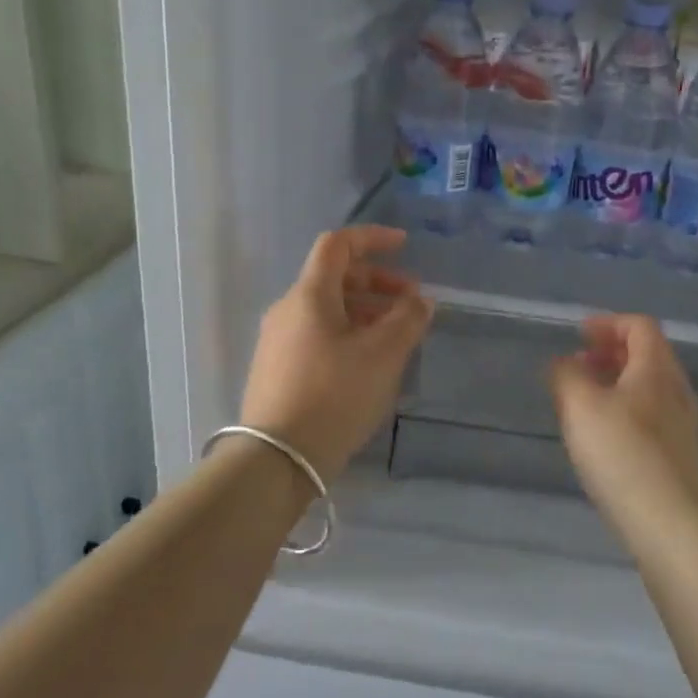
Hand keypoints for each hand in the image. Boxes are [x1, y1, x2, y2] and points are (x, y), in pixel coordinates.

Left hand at [240, 226, 433, 480]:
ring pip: (328, 309)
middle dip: (377, 283)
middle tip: (411, 303)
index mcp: (310, 295)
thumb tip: (420, 300)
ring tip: (397, 336)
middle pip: (334, 278)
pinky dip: (348, 333)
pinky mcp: (277, 369)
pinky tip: (369, 362)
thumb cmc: (334, 395)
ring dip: (366, 311)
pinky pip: (318, 334)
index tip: (404, 246)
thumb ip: (408, 319)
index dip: (372, 238)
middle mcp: (288, 309)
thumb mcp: (383, 355)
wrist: (276, 459)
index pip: (338, 244)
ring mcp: (278, 341)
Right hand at [547, 315, 697, 539]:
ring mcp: (684, 426)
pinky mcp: (681, 457)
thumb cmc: (623, 454)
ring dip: (617, 383)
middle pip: (647, 355)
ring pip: (649, 388)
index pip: (640, 326)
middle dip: (610, 353)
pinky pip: (652, 417)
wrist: (671, 526)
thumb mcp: (580, 406)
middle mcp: (677, 391)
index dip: (608, 323)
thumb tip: (562, 363)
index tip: (579, 335)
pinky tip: (604, 437)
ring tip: (584, 401)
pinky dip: (625, 410)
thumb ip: (565, 376)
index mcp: (657, 369)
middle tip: (577, 365)